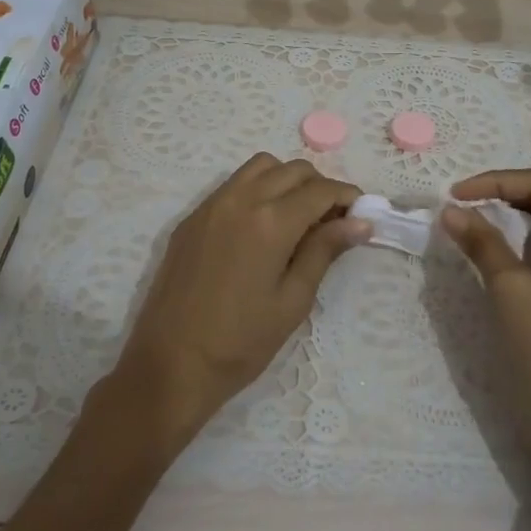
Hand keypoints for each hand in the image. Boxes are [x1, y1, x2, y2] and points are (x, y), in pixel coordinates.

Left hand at [113, 153, 368, 444]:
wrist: (170, 364)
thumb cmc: (241, 342)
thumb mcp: (293, 300)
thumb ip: (324, 251)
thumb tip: (360, 221)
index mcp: (271, 221)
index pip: (321, 190)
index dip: (347, 197)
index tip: (361, 215)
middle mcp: (241, 199)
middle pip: (293, 170)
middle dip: (320, 186)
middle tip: (331, 222)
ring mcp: (212, 204)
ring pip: (261, 167)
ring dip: (287, 180)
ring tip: (296, 217)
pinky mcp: (192, 217)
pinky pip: (233, 184)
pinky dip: (257, 188)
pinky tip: (261, 225)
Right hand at [443, 170, 530, 530]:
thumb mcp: (510, 291)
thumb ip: (482, 242)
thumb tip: (450, 209)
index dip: (497, 181)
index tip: (454, 195)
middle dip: (504, 196)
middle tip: (460, 206)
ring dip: (511, 219)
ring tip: (472, 223)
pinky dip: (521, 245)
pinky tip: (496, 252)